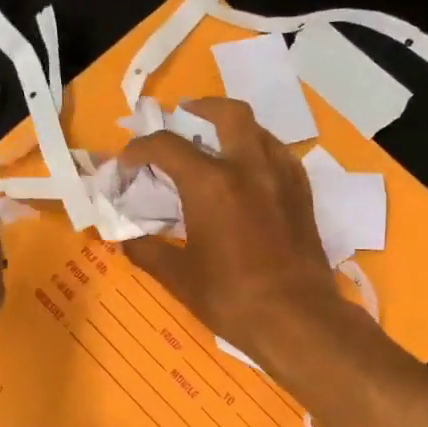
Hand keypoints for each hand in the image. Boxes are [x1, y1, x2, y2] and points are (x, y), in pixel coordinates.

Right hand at [119, 98, 349, 360]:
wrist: (297, 319)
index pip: (166, 146)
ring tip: (217, 144)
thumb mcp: (178, 277)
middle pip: (228, 113)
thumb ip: (147, 250)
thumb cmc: (231, 298)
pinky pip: (281, 156)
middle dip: (201, 107)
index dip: (140, 149)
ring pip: (260, 130)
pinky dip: (260, 151)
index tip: (128, 163)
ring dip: (234, 128)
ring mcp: (281, 177)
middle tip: (184, 117)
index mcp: (210, 184)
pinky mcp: (302, 194)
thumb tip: (125, 239)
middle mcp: (248, 167)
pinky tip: (251, 173)